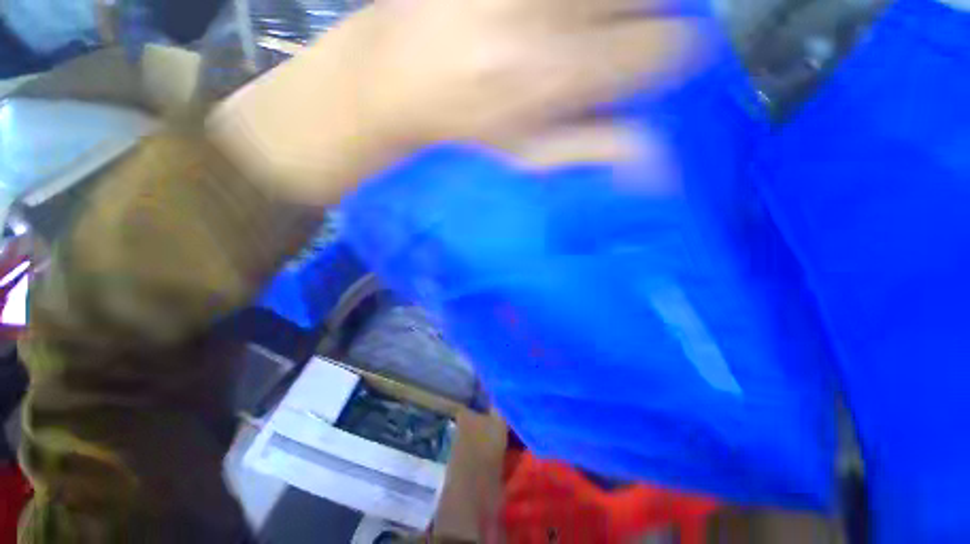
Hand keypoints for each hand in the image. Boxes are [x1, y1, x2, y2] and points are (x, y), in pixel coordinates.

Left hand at [211, 0, 705, 203]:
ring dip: (609, 8)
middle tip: (615, 40)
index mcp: (559, 76)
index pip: (665, 47)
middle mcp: (548, 14)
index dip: (668, 55)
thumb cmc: (466, 135)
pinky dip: (575, 7)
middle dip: (645, 18)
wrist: (391, 83)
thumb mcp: (529, 158)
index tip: (649, 65)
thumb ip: (594, 150)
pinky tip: (546, 23)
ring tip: (575, 31)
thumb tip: (660, 166)